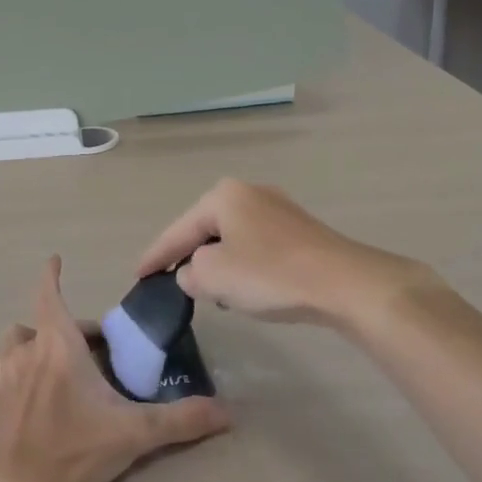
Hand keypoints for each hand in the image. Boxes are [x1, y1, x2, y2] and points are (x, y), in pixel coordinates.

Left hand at [0, 257, 229, 481]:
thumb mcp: (134, 434)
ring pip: (9, 345)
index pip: (51, 295)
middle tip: (86, 354)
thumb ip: (181, 420)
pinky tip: (7, 388)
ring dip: (27, 347)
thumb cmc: (74, 452)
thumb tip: (228, 413)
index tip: (54, 260)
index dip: (52, 275)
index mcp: (59, 346)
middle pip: (39, 325)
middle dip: (62, 330)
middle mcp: (25, 353)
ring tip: (46, 366)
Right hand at [137, 179, 441, 329]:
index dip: (155, 255)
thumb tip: (193, 273)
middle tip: (168, 281)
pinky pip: (255, 245)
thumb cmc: (270, 275)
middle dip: (187, 255)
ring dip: (217, 262)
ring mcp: (278, 208)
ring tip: (207, 289)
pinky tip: (244, 286)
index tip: (137, 275)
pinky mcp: (299, 230)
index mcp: (223, 196)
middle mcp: (249, 192)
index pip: (177, 230)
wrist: (344, 282)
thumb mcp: (214, 276)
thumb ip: (189, 273)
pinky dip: (243, 264)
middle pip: (204, 229)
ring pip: (231, 237)